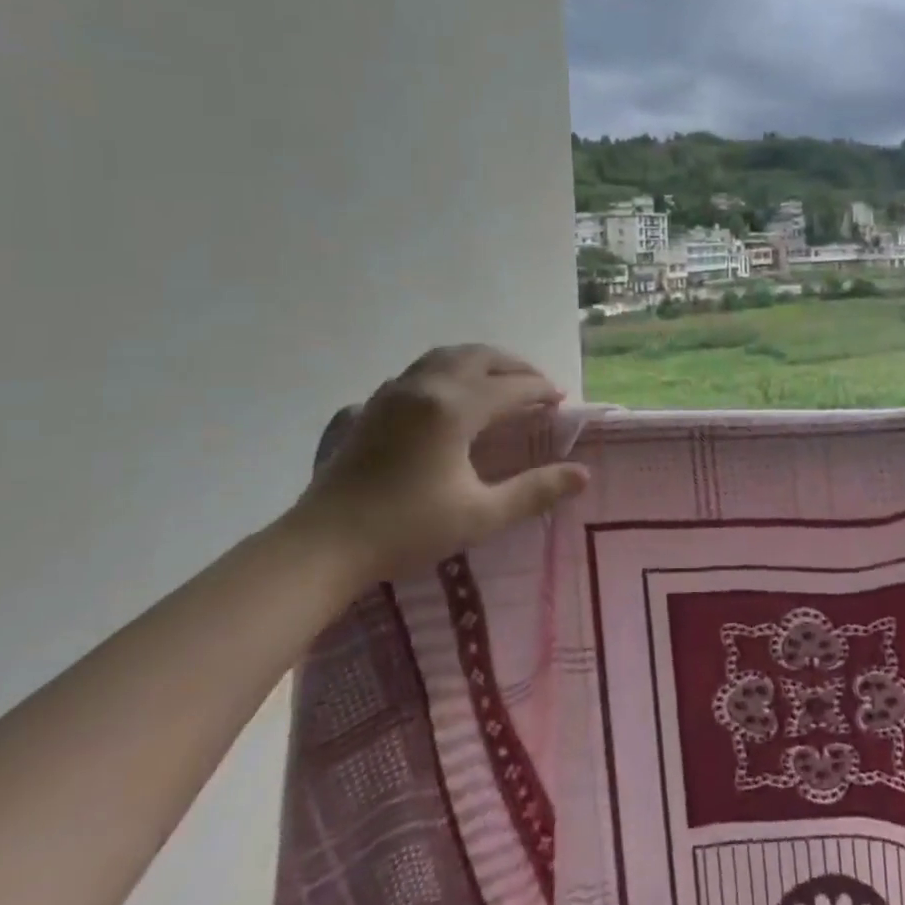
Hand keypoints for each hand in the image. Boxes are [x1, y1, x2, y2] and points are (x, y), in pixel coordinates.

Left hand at [294, 344, 589, 584]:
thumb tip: (582, 474)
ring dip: (479, 361)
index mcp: (454, 408)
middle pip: (479, 356)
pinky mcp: (370, 406)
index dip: (541, 389)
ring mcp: (392, 393)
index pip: (511, 386)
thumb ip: (534, 492)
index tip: (562, 400)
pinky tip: (447, 395)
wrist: (322, 547)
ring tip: (499, 379)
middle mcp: (425, 387)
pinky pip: (417, 372)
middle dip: (514, 365)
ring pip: (444, 356)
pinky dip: (446, 371)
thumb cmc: (406, 530)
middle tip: (537, 384)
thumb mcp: (480, 515)